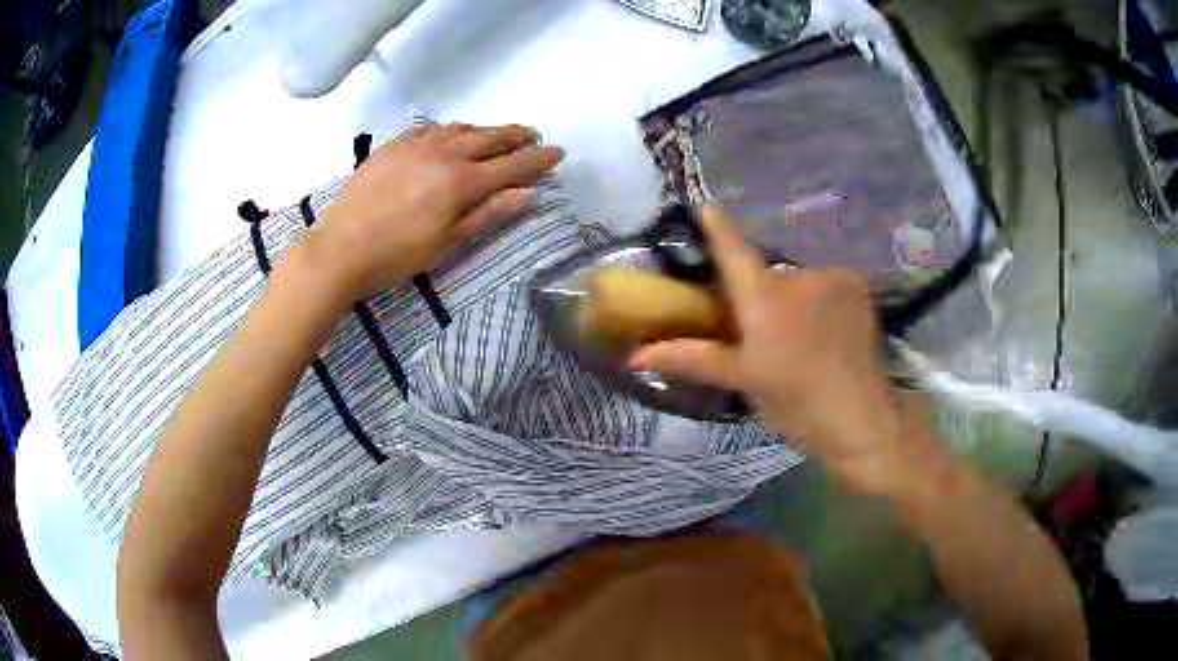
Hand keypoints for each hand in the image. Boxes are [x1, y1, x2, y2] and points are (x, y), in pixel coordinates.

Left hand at [300, 122, 563, 299]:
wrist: (340, 248)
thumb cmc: (398, 255)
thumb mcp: (449, 242)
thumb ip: (489, 213)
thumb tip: (529, 193)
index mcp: (462, 181)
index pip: (512, 164)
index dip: (538, 159)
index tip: (557, 152)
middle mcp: (444, 153)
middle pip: (489, 138)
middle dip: (515, 135)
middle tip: (533, 135)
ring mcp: (415, 145)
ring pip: (460, 128)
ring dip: (483, 130)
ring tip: (495, 135)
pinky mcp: (392, 146)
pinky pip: (428, 128)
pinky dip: (447, 130)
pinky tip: (447, 135)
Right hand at [630, 208, 921, 494]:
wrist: (862, 419)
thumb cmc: (796, 404)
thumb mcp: (742, 381)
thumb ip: (691, 358)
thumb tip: (635, 356)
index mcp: (765, 300)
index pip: (734, 251)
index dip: (718, 227)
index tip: (705, 206)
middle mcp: (798, 277)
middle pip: (767, 275)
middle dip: (760, 297)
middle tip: (762, 334)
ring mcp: (833, 277)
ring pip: (798, 283)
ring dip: (793, 301)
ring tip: (801, 341)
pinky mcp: (857, 286)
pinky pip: (825, 285)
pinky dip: (819, 302)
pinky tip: (827, 333)